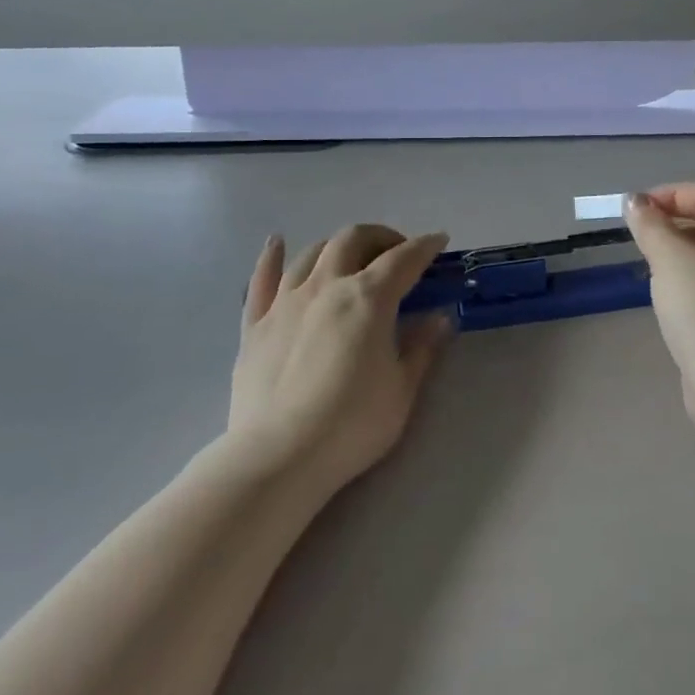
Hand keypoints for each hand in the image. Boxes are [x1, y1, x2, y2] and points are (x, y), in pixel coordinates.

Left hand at [230, 224, 453, 494]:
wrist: (278, 457)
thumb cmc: (352, 424)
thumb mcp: (402, 389)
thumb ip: (422, 347)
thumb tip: (439, 317)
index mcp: (368, 298)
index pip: (403, 259)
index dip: (425, 246)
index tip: (439, 241)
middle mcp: (326, 285)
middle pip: (353, 239)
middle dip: (381, 237)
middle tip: (397, 254)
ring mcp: (286, 301)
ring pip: (312, 252)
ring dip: (338, 246)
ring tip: (351, 258)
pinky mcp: (255, 324)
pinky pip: (262, 279)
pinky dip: (272, 256)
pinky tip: (277, 243)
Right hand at [624, 184, 694, 413]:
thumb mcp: (671, 261)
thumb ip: (651, 226)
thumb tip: (634, 201)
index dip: (671, 194)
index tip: (636, 209)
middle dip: (676, 219)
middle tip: (641, 232)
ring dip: (682, 247)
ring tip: (650, 260)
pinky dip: (692, 274)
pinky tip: (669, 292)